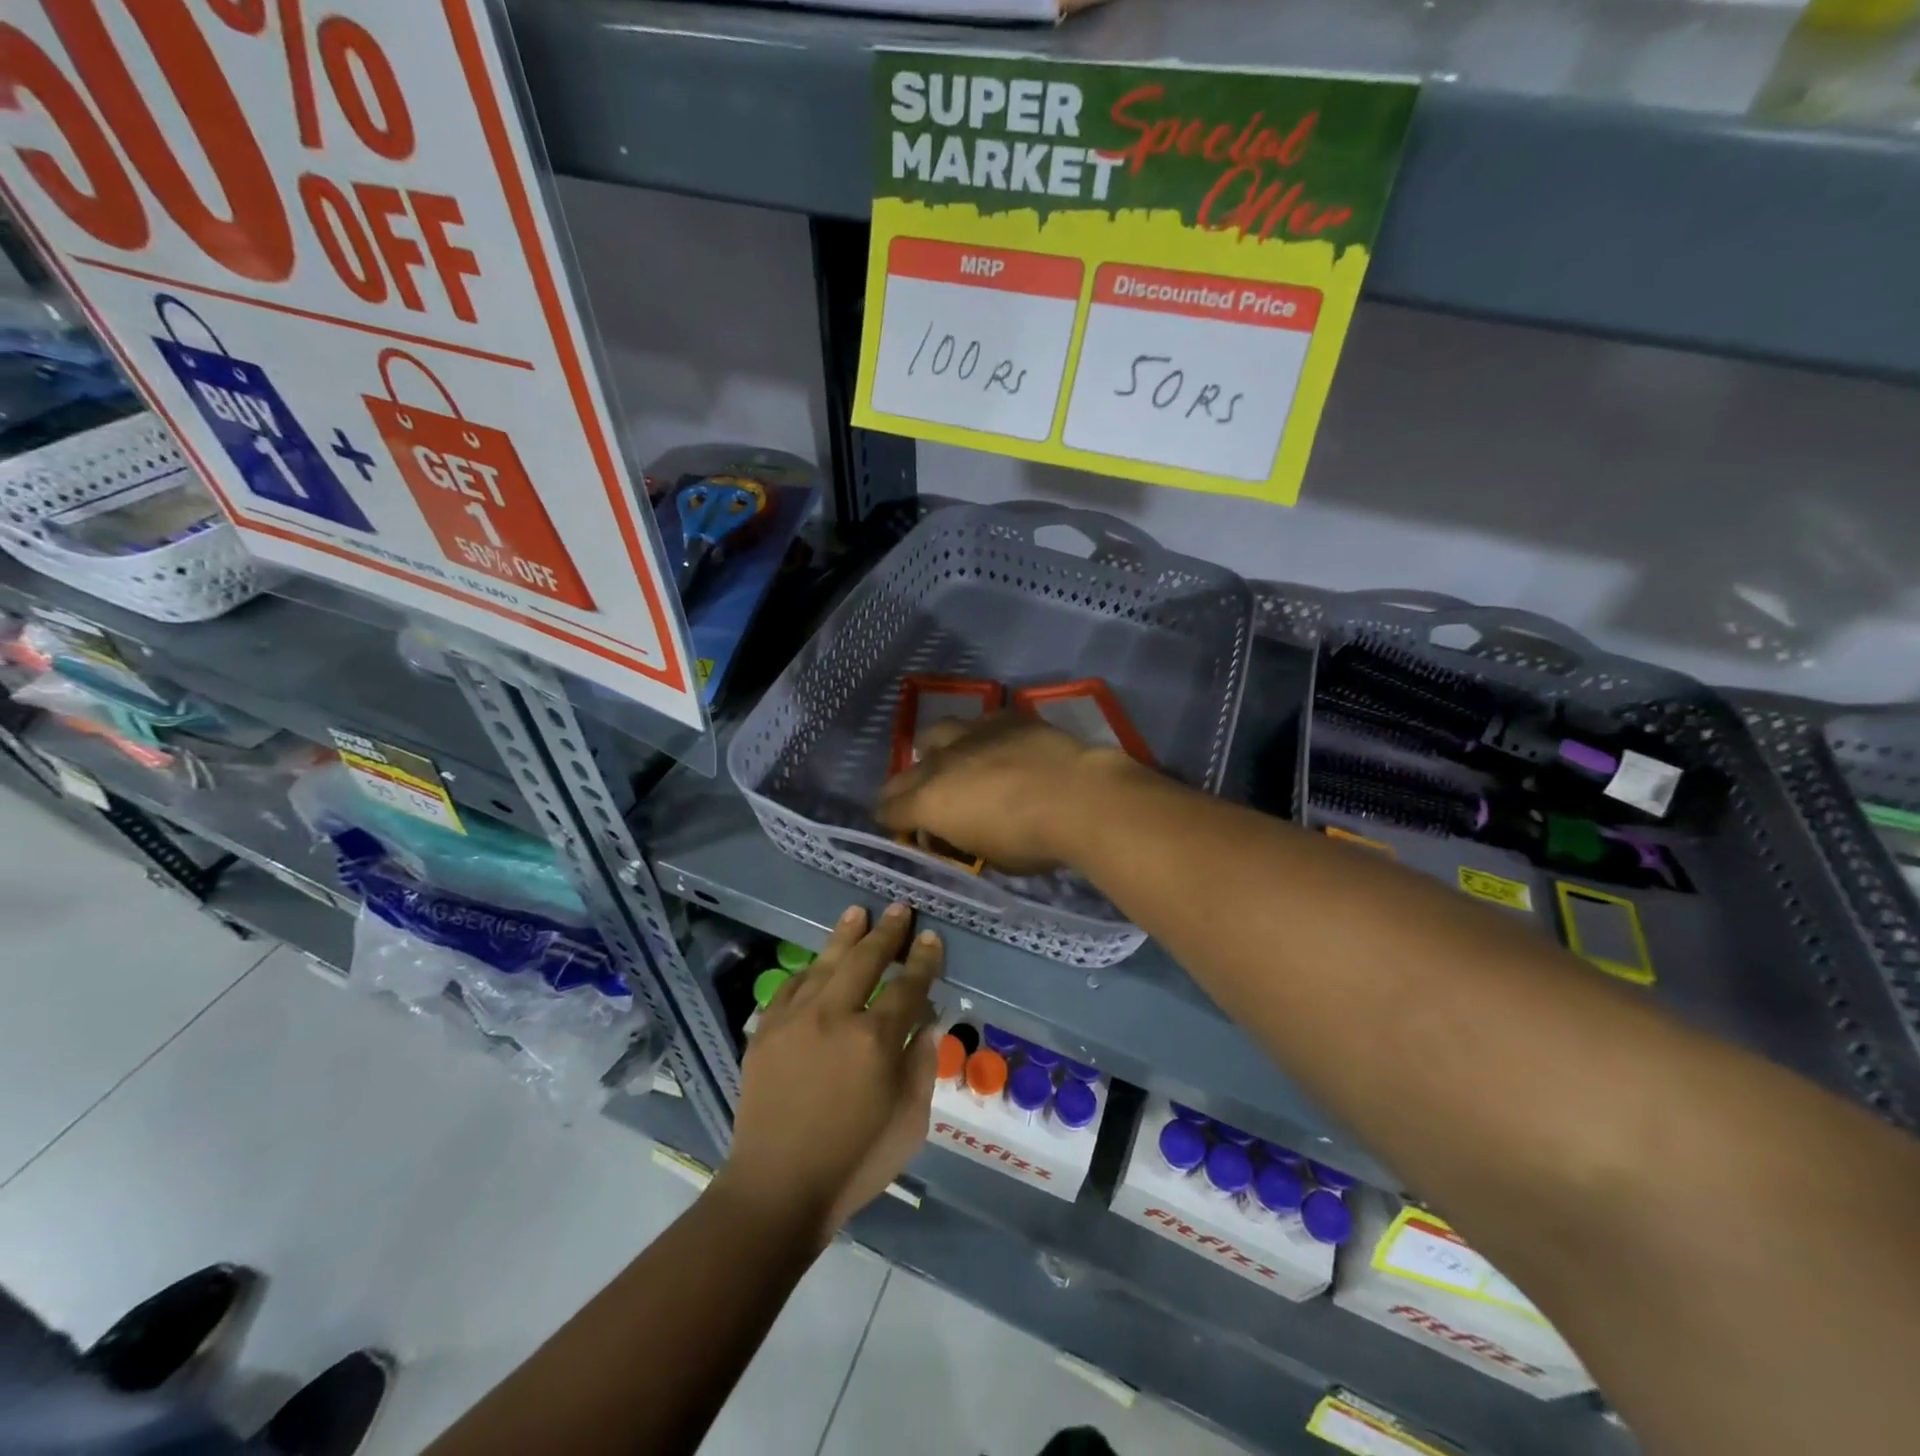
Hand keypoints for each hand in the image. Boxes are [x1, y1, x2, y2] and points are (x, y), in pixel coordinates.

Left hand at [719, 904, 942, 1243]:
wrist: (776, 1190)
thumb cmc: (854, 1163)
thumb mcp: (909, 1123)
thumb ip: (922, 1066)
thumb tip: (928, 1022)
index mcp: (876, 1040)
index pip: (908, 985)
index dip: (923, 959)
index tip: (930, 937)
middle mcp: (836, 1016)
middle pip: (866, 960)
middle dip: (887, 932)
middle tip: (899, 909)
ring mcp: (796, 1019)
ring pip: (826, 963)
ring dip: (845, 936)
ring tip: (858, 912)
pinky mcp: (766, 1031)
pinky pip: (790, 987)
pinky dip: (808, 971)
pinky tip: (817, 962)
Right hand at [876, 713, 1135, 873]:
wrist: (1079, 798)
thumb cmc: (1031, 841)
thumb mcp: (989, 856)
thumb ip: (963, 840)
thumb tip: (959, 832)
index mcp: (929, 802)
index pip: (889, 809)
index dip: (890, 821)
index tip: (901, 828)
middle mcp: (940, 762)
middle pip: (905, 773)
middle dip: (906, 789)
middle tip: (921, 802)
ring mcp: (972, 733)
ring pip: (936, 733)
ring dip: (937, 751)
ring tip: (952, 763)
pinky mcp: (1004, 718)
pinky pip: (979, 723)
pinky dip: (980, 737)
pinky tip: (996, 747)